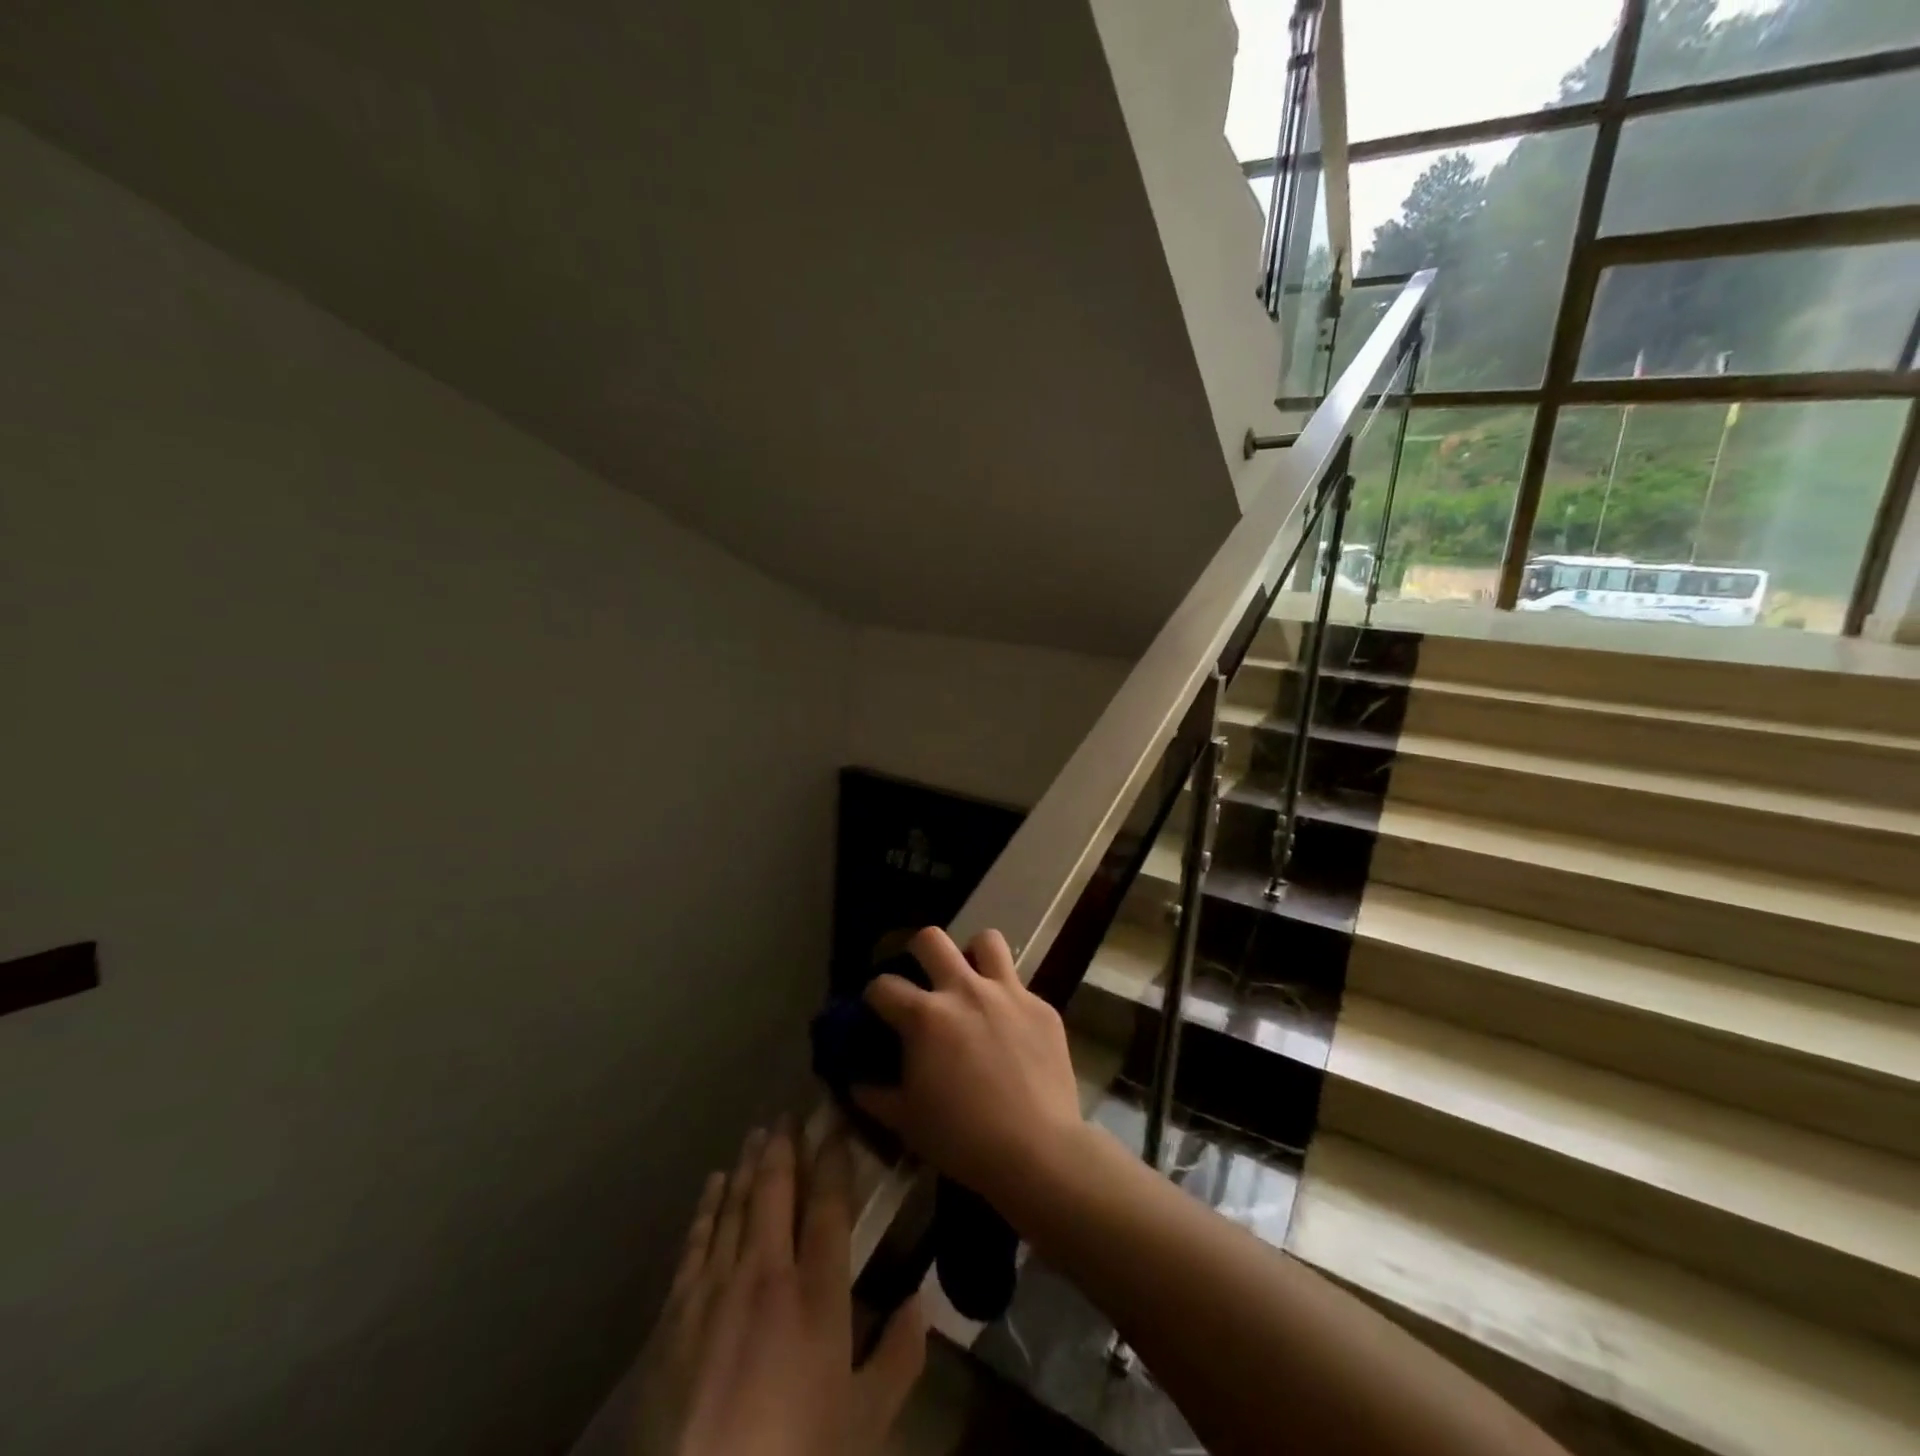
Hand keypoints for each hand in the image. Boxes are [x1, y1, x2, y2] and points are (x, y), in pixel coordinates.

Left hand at [634, 1125, 925, 1455]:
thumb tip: (922, 1302)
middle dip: (785, 1146)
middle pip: (776, 1191)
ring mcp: (715, 1288)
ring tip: (758, 1133)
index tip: (835, 1121)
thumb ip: (898, 1358)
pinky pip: (695, 1240)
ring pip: (735, 1205)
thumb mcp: (863, 1423)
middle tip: (790, 1113)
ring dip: (748, 1165)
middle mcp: (766, 1273)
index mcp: (817, 1293)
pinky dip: (707, 1206)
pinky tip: (713, 1184)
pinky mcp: (675, 1312)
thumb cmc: (795, 1454)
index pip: (828, 1205)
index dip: (833, 1158)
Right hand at [852, 927, 1086, 1212]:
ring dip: (973, 955)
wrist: (1037, 1151)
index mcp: (925, 1017)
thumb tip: (856, 1081)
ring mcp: (1008, 994)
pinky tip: (1010, 1028)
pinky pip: (1020, 986)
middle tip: (921, 976)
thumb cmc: (963, 1139)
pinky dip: (1008, 999)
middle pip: (931, 939)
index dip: (874, 996)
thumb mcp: (907, 1122)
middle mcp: (964, 991)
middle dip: (917, 951)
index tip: (878, 1009)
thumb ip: (875, 1095)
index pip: (884, 985)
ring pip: (986, 941)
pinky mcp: (1041, 1007)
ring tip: (971, 981)